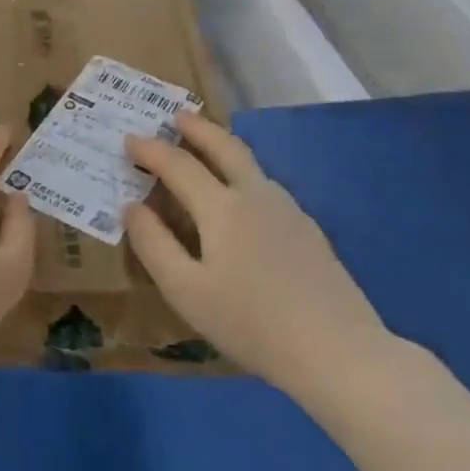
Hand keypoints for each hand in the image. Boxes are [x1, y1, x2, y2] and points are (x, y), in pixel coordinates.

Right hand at [124, 111, 393, 397]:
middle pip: (225, 147)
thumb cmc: (250, 323)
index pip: (178, 164)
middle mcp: (256, 196)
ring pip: (251, 164)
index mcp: (222, 207)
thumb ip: (153, 244)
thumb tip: (131, 207)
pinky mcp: (309, 232)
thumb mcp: (184, 290)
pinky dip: (242, 174)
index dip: (150, 150)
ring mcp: (289, 212)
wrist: (340, 354)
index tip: (128, 139)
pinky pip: (266, 187)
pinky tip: (240, 199)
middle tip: (176, 116)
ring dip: (223, 147)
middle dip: (197, 128)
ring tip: (204, 150)